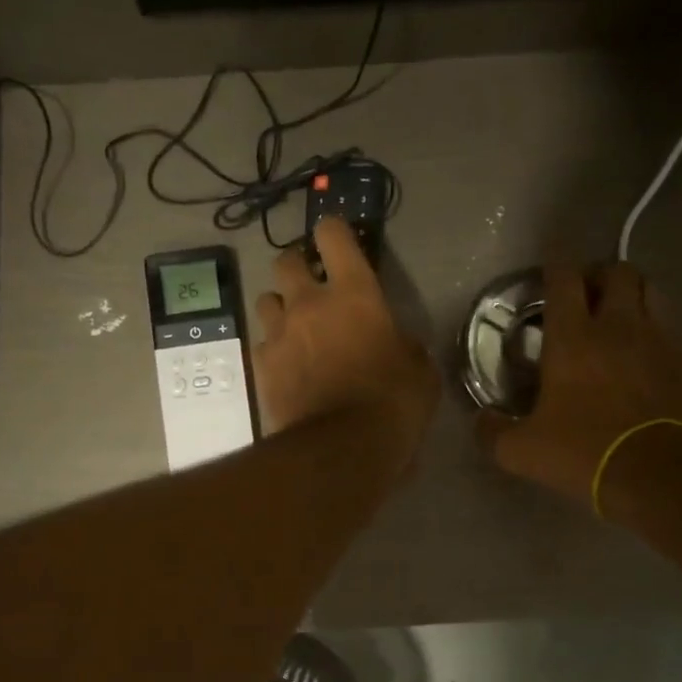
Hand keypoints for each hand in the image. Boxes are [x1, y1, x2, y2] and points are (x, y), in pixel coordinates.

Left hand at [252, 218, 437, 471]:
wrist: (340, 450)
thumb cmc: (392, 404)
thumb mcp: (419, 371)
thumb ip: (405, 345)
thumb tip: (397, 345)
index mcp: (354, 294)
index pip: (333, 236)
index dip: (333, 232)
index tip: (337, 241)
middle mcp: (309, 303)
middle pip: (285, 261)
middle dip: (297, 266)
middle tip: (311, 284)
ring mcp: (279, 334)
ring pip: (266, 299)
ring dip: (280, 306)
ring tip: (294, 326)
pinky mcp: (262, 366)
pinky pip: (262, 343)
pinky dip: (273, 348)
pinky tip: (286, 365)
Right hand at [477, 262, 681, 509]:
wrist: (658, 474)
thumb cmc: (584, 453)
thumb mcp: (521, 451)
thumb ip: (492, 431)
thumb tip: (480, 420)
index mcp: (573, 338)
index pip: (563, 279)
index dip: (553, 266)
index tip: (546, 270)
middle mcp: (617, 326)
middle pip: (615, 271)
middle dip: (597, 274)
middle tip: (582, 295)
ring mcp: (656, 339)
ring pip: (649, 288)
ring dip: (630, 291)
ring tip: (615, 311)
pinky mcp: (681, 360)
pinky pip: (667, 321)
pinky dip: (652, 320)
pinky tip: (640, 343)